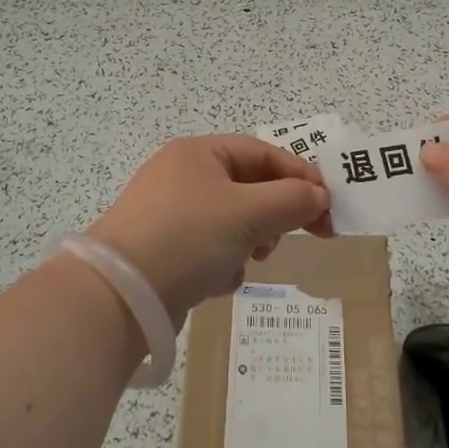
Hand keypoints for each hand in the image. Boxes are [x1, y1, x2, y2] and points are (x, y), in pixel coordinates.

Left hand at [87, 135, 331, 320]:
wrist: (120, 294)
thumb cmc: (189, 236)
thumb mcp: (249, 213)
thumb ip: (292, 200)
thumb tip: (319, 196)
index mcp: (199, 152)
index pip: (264, 153)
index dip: (301, 177)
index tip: (328, 207)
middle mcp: (182, 176)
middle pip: (249, 187)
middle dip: (275, 213)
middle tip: (302, 236)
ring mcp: (170, 213)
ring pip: (233, 221)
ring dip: (250, 241)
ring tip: (252, 259)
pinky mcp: (164, 249)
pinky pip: (210, 248)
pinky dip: (222, 263)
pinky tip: (217, 280)